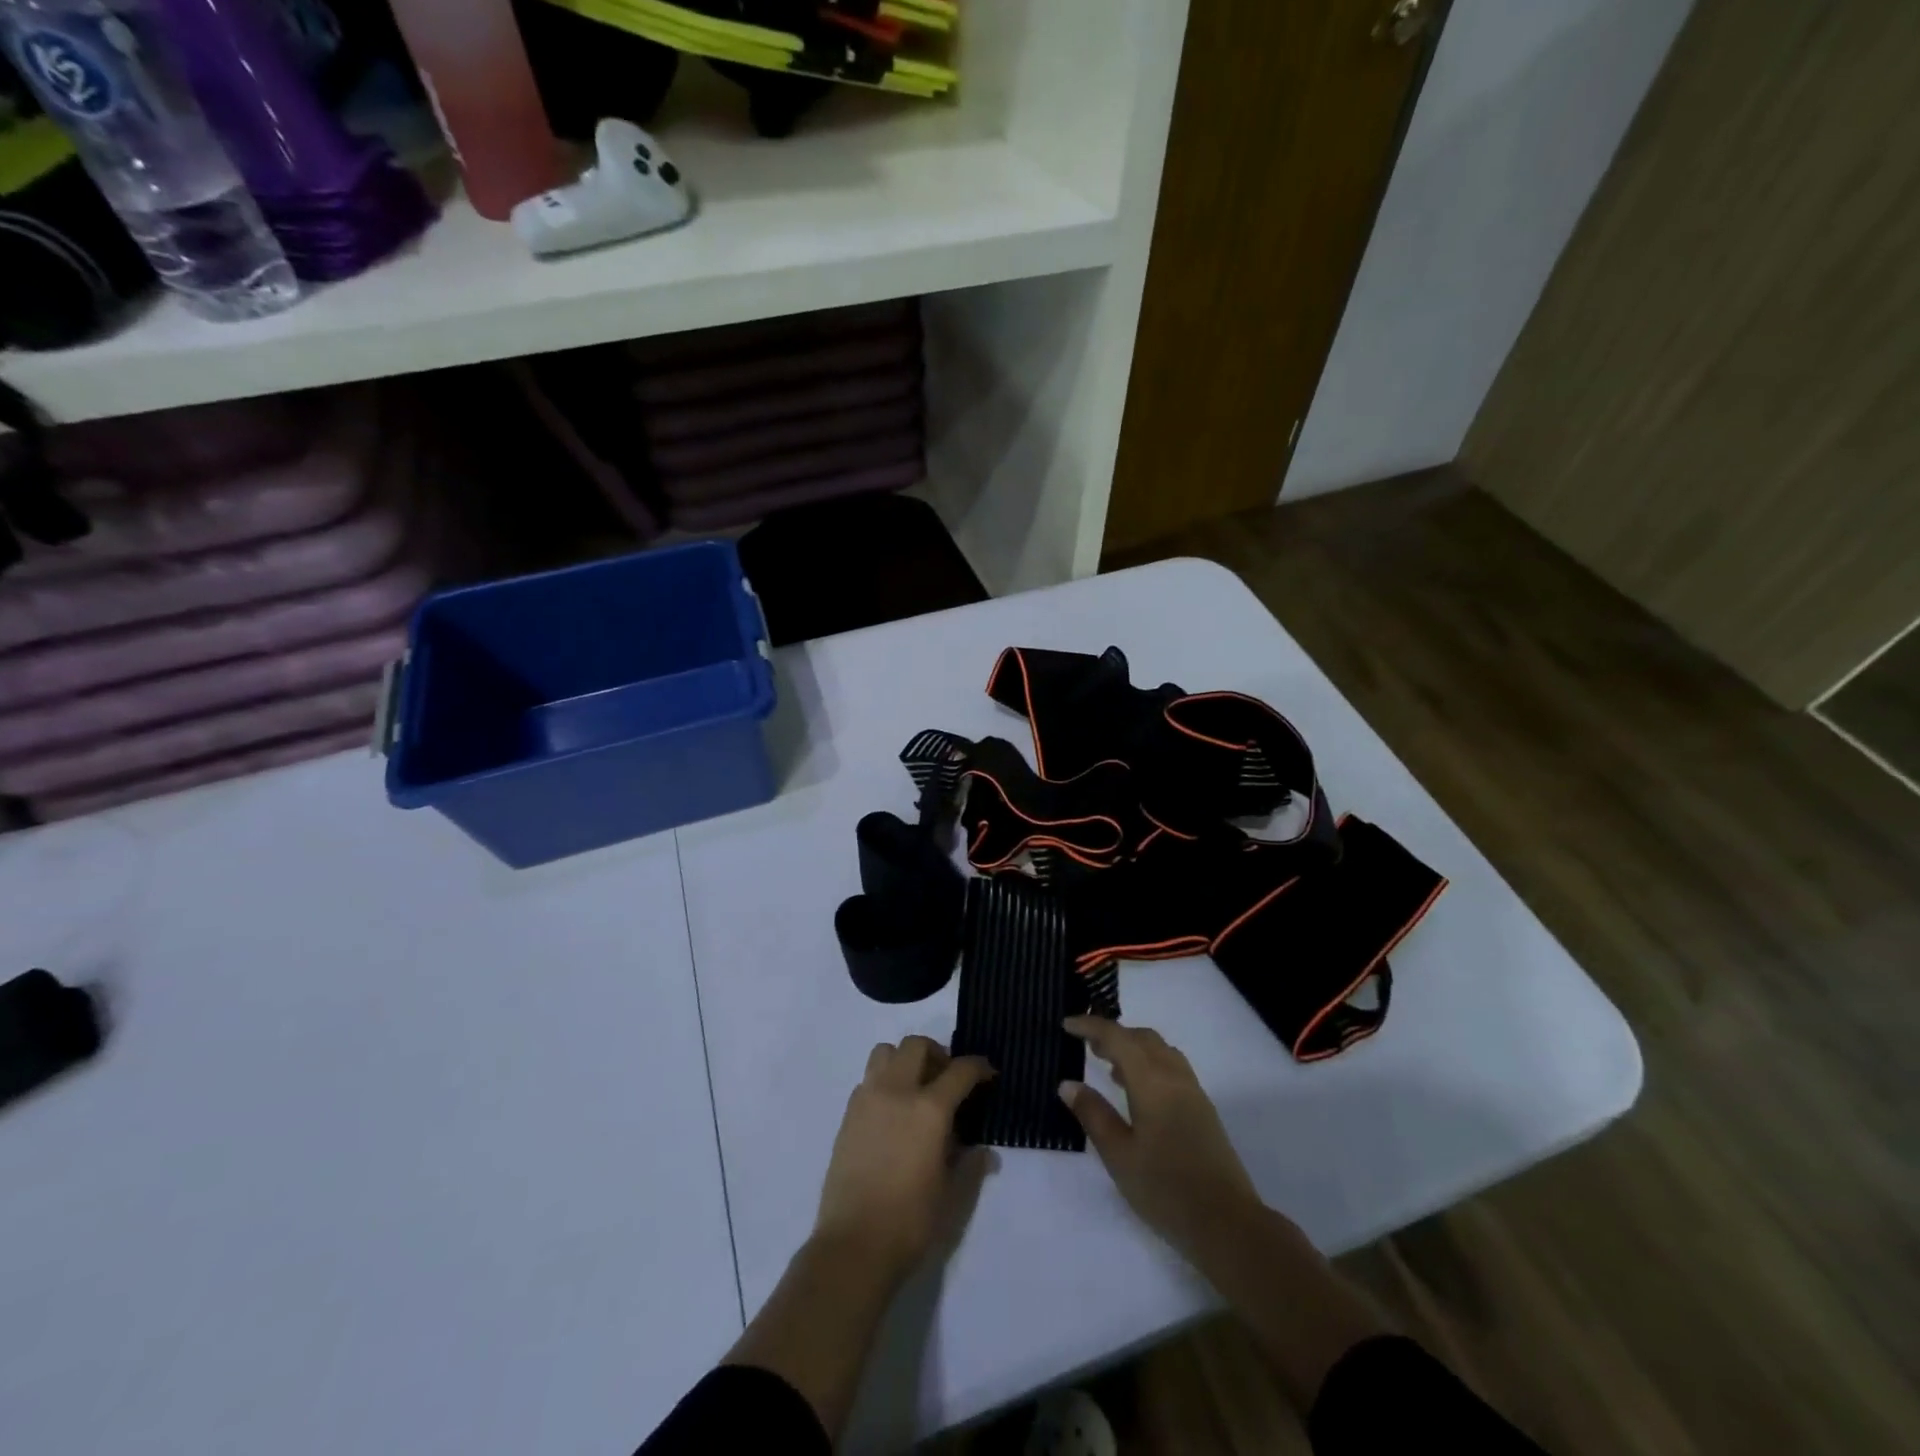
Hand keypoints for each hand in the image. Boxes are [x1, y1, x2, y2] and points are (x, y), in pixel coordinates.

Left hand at [813, 1036, 993, 1282]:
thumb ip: (970, 1165)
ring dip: (905, 1059)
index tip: (988, 1075)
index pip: (960, 1070)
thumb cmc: (910, 1222)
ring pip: (886, 1052)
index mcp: (929, 1109)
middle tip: (948, 1078)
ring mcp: (867, 1099)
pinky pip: (868, 1079)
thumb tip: (983, 1151)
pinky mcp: (848, 1115)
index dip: (978, 1068)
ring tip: (916, 1087)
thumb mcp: (952, 1195)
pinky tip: (892, 1112)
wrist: (853, 1246)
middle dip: (938, 1053)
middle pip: (917, 1045)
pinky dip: (884, 1081)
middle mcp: (897, 1091)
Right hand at [1059, 1016, 1262, 1264]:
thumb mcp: (1119, 1155)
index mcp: (1152, 1081)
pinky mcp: (1203, 1109)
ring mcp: (1193, 1091)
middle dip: (1112, 1034)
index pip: (1117, 1037)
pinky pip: (1171, 1066)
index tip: (1066, 1024)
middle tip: (1085, 1044)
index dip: (1090, 1026)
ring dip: (1133, 1046)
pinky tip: (1137, 1090)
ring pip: (1159, 1050)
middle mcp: (1174, 1076)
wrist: (1227, 1224)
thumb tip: (1068, 1084)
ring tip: (1108, 1065)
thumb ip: (1093, 1115)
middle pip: (1141, 1037)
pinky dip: (1149, 1062)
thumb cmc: (1166, 1189)